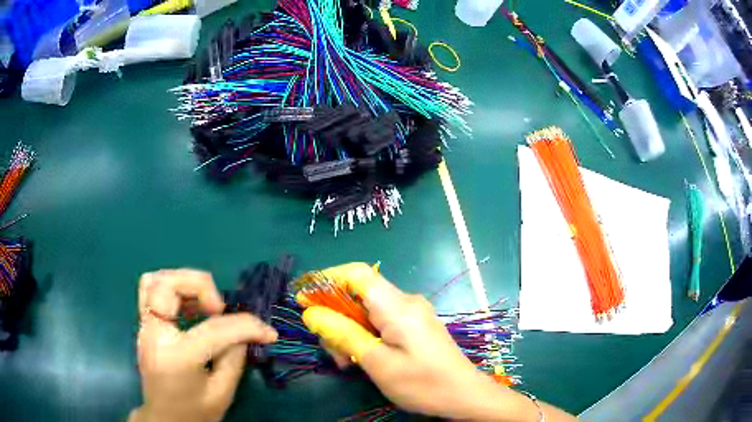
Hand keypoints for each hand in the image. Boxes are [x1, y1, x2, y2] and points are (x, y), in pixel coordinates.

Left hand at [130, 269, 277, 421]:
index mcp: (176, 356)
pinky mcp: (144, 327)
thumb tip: (244, 333)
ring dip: (183, 282)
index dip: (247, 327)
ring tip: (204, 302)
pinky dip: (172, 288)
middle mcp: (154, 334)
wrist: (165, 420)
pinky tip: (190, 305)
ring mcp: (145, 328)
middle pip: (168, 286)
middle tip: (219, 308)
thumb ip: (234, 358)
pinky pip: (150, 291)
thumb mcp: (222, 393)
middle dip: (200, 286)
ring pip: (155, 280)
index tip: (268, 332)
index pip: (213, 329)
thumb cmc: (194, 413)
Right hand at [300, 263, 575, 421]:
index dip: (327, 280)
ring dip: (351, 332)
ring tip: (347, 362)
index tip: (304, 299)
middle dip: (337, 318)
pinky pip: (382, 322)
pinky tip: (364, 358)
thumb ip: (343, 334)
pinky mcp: (416, 326)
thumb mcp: (377, 362)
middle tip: (332, 352)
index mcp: (398, 306)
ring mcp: (413, 313)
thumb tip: (311, 312)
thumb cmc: (423, 384)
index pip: (356, 274)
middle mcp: (407, 301)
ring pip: (368, 311)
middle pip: (360, 295)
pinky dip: (366, 336)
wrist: (465, 396)